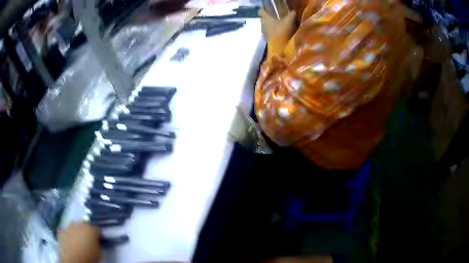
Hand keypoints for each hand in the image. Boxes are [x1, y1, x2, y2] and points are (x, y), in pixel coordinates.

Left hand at [58, 222, 100, 262]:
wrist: (74, 259)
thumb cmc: (89, 257)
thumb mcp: (99, 253)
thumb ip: (98, 245)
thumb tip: (97, 243)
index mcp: (90, 229)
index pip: (97, 229)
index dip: (98, 235)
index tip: (99, 241)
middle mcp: (79, 224)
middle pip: (84, 225)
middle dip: (86, 231)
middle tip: (88, 240)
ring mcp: (69, 227)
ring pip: (74, 227)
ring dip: (76, 232)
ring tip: (79, 241)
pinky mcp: (61, 232)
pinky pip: (66, 232)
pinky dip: (68, 235)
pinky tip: (70, 242)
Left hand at [259, 8, 296, 41]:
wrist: (280, 47)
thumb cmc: (282, 31)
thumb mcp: (289, 21)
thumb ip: (292, 14)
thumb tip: (293, 11)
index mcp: (265, 18)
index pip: (261, 11)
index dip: (265, 9)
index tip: (270, 9)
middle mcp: (262, 24)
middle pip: (263, 18)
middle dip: (268, 17)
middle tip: (276, 16)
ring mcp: (264, 32)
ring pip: (265, 25)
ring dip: (270, 25)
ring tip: (278, 24)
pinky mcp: (266, 38)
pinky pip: (268, 32)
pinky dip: (272, 31)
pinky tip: (279, 32)